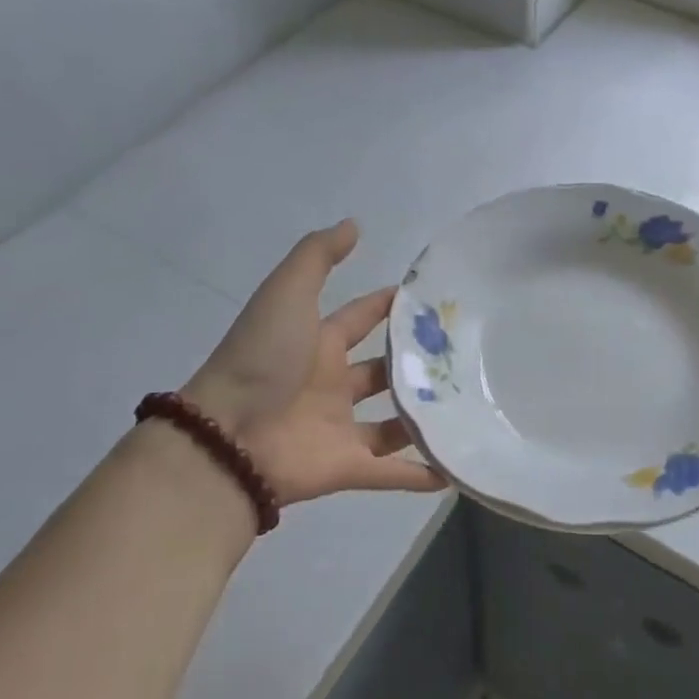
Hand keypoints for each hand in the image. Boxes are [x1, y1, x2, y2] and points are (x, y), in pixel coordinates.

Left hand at [181, 221, 443, 504]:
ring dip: (424, 416)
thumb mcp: (287, 293)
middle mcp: (331, 385)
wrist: (228, 436)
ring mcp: (339, 428)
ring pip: (393, 423)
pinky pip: (391, 473)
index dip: (391, 306)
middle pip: (382, 371)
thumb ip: (318, 257)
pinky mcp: (347, 467)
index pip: (361, 318)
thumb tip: (354, 225)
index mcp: (317, 344)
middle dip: (415, 363)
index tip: (435, 300)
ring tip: (470, 405)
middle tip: (465, 354)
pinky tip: (457, 468)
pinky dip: (422, 474)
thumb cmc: (263, 359)